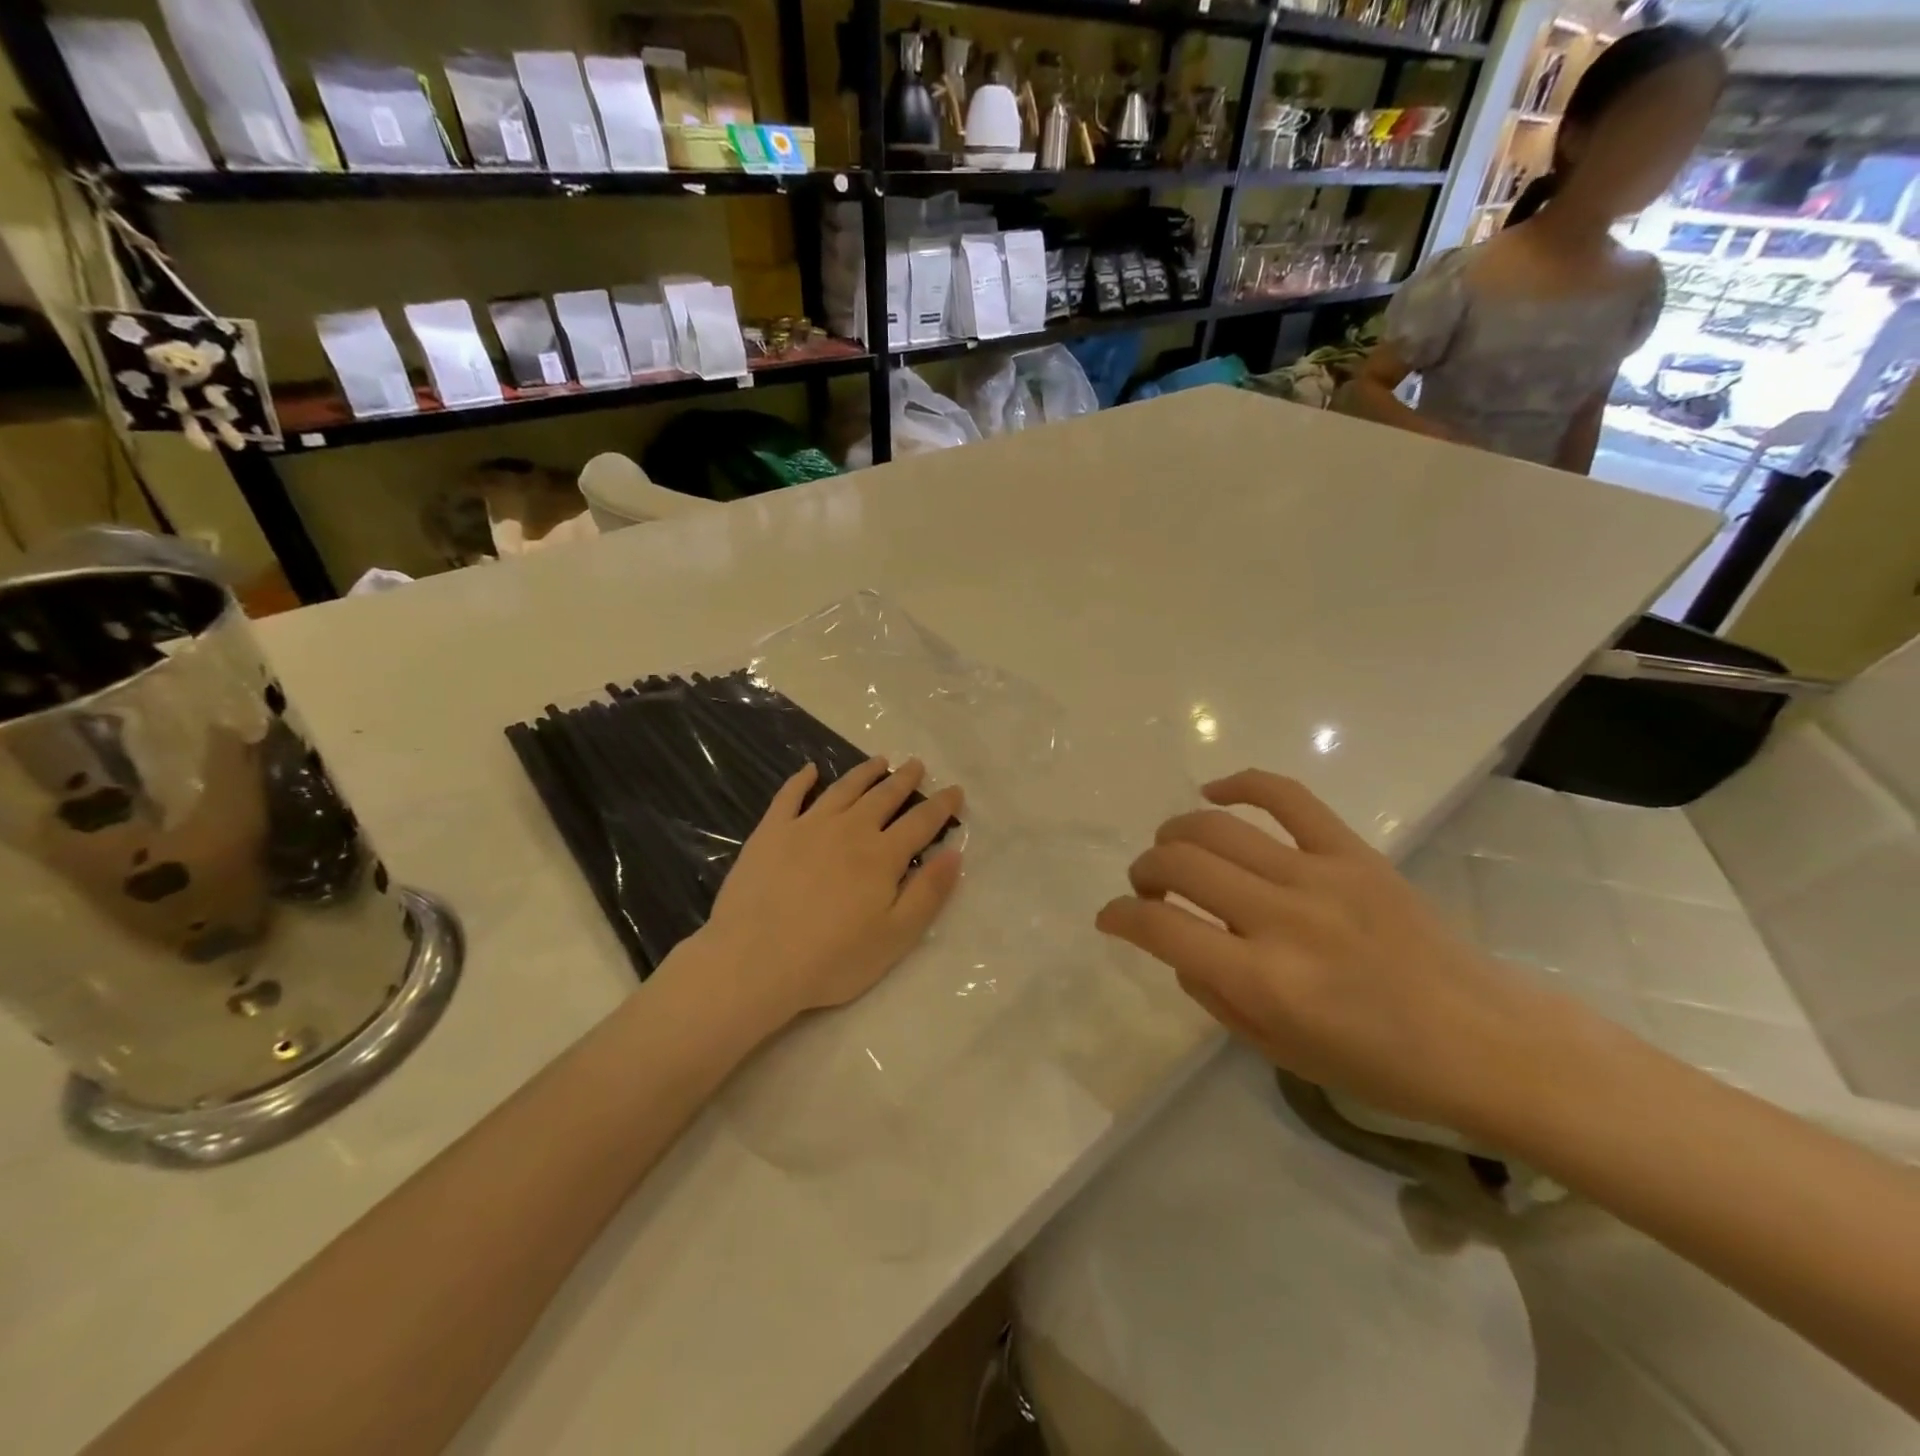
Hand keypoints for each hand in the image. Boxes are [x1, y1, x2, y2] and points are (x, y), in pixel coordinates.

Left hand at [694, 758, 963, 1031]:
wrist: (755, 961)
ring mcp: (807, 827)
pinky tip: (810, 770)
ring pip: (843, 789)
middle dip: (903, 779)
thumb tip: (954, 853)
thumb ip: (929, 893)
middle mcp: (849, 830)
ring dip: (864, 773)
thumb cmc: (832, 959)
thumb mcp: (896, 937)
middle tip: (916, 764)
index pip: (921, 822)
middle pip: (883, 797)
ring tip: (879, 761)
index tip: (955, 790)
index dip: (941, 805)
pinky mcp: (771, 833)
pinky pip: (790, 796)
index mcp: (882, 856)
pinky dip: (802, 780)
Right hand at [1095, 770, 1569, 1136]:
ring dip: (1175, 833)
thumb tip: (1179, 948)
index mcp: (1263, 981)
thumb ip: (1214, 997)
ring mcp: (1319, 876)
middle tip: (1146, 886)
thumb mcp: (1278, 1051)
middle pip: (1180, 863)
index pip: (1160, 928)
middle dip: (1144, 870)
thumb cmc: (1378, 1064)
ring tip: (1171, 848)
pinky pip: (1286, 796)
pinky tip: (1214, 791)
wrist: (1484, 1039)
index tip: (1111, 917)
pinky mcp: (1352, 851)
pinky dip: (1240, 784)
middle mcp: (1282, 919)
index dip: (1120, 916)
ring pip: (1217, 827)